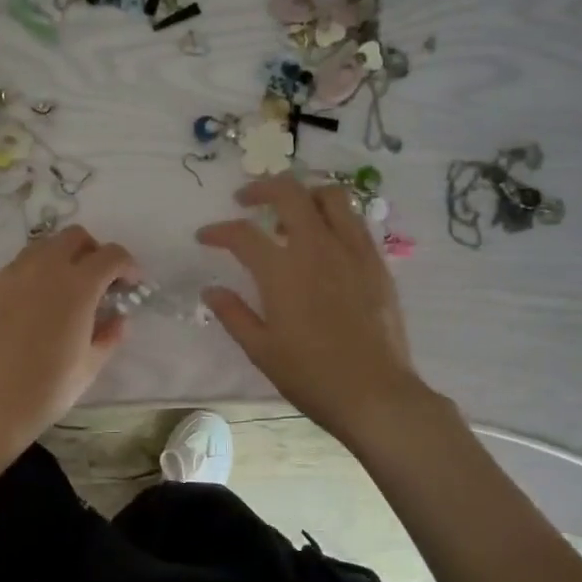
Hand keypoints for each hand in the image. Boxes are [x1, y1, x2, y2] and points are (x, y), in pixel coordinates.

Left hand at [0, 225, 138, 448]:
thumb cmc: (46, 388)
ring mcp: (11, 275)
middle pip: (74, 237)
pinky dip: (33, 276)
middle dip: (92, 252)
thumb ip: (109, 336)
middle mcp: (44, 269)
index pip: (111, 255)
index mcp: (77, 286)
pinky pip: (17, 268)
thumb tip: (118, 319)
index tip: (130, 285)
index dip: (127, 266)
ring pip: (42, 247)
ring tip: (63, 291)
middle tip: (97, 282)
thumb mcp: (89, 366)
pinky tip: (31, 308)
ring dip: (61, 259)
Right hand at [198, 176, 425, 442]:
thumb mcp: (261, 349)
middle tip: (246, 201)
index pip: (242, 234)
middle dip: (261, 189)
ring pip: (330, 196)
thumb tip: (210, 290)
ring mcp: (352, 251)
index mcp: (282, 271)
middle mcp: (317, 248)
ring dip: (304, 195)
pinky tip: (324, 239)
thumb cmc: (311, 375)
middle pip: (289, 193)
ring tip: (290, 215)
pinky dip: (333, 217)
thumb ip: (233, 314)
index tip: (205, 236)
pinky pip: (355, 221)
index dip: (218, 231)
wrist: (375, 393)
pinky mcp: (376, 262)